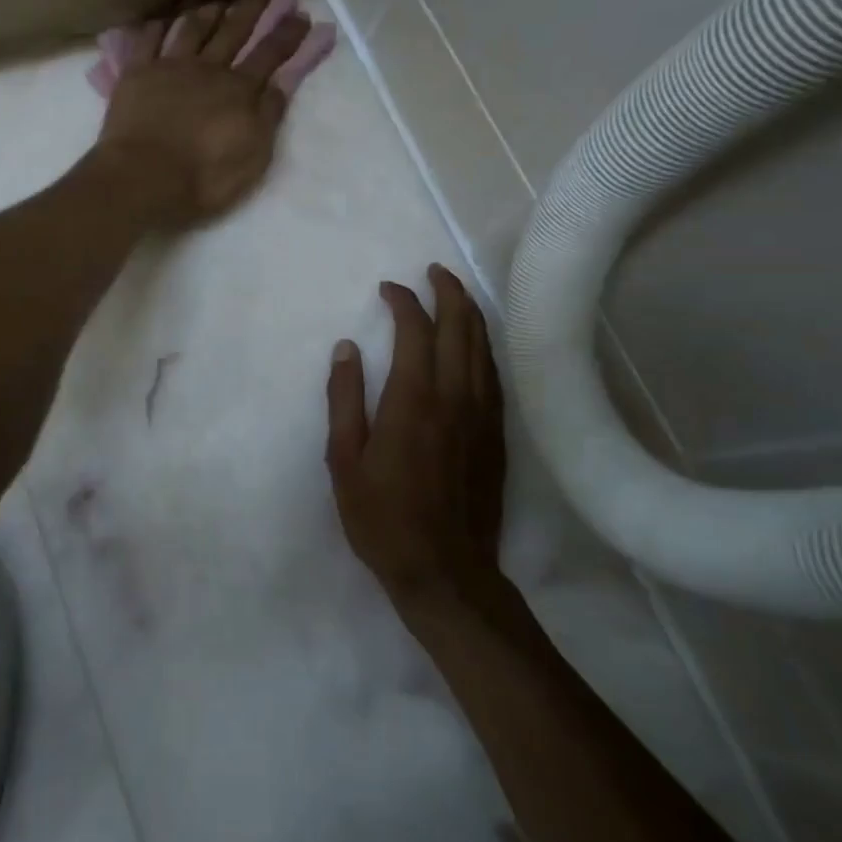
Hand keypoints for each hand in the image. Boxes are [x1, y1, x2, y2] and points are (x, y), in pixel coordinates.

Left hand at [92, 0, 312, 227]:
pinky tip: (164, 18)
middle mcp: (208, 69)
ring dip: (208, 12)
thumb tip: (282, 83)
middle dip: (252, 11)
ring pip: (192, 30)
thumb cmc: (204, 177)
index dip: (287, 35)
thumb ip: (269, 116)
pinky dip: (158, 26)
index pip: (269, 56)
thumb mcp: (253, 155)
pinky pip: (148, 40)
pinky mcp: (136, 74)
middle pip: (233, 33)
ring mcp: (170, 67)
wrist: (144, 177)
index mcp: (239, 90)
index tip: (301, 15)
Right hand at [326, 267, 508, 609]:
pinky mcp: (497, 434)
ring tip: (456, 293)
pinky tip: (476, 344)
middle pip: (460, 327)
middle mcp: (455, 396)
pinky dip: (484, 346)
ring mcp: (483, 415)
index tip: (389, 288)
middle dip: (448, 291)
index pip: (415, 330)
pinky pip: (494, 374)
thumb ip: (344, 399)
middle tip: (433, 271)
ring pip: (483, 347)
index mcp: (413, 399)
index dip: (404, 301)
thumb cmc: (383, 517)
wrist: (446, 570)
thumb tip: (346, 348)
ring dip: (470, 313)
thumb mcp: (345, 460)